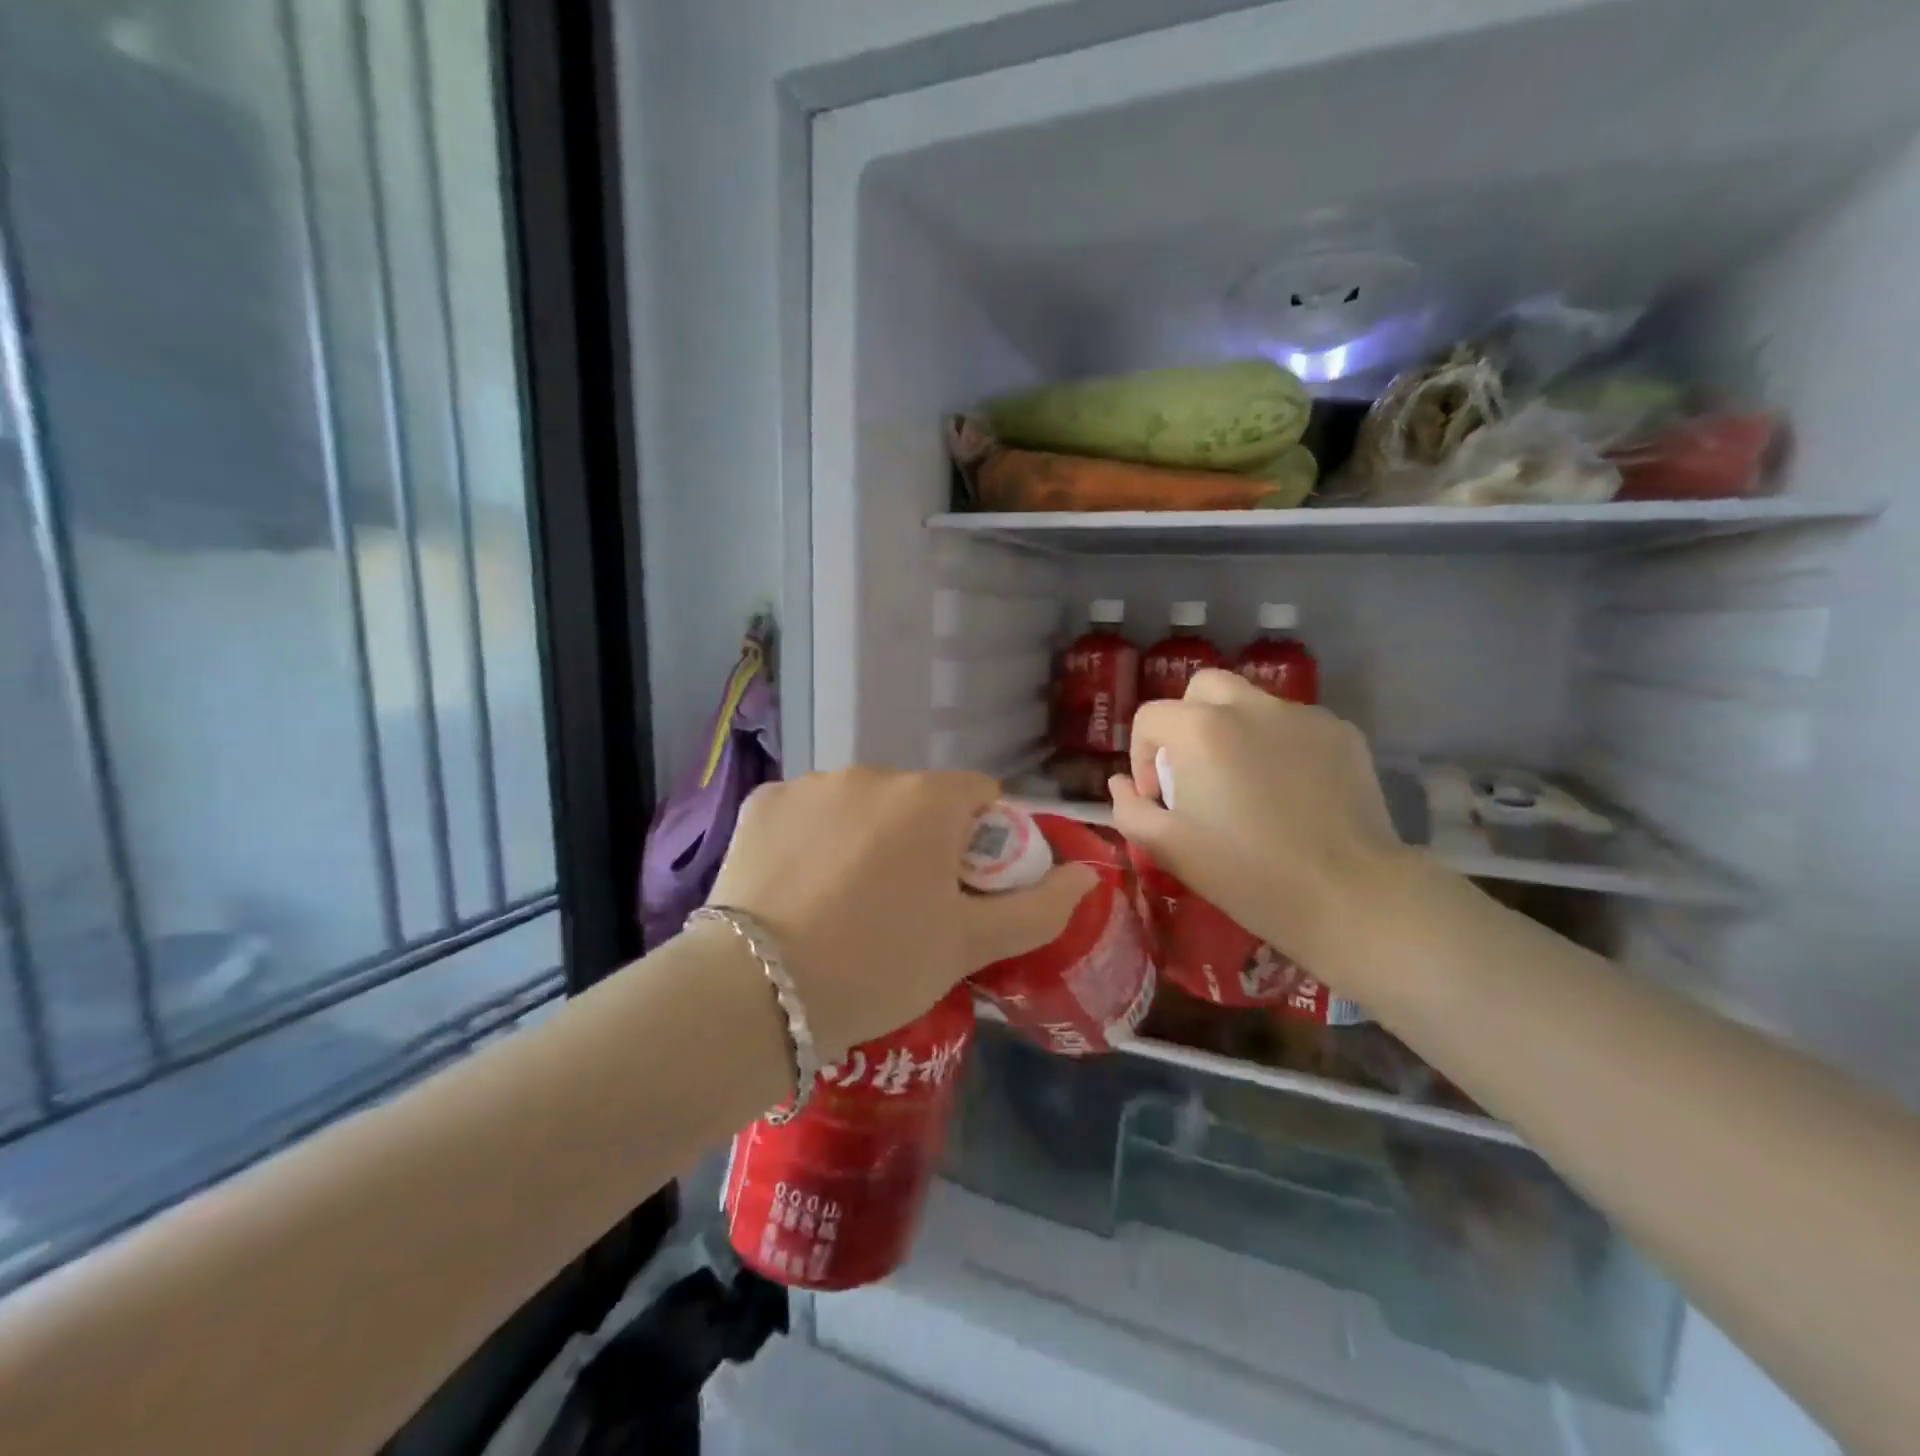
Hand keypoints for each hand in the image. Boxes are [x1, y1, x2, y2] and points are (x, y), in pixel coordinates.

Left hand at [706, 769, 1095, 1059]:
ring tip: (845, 901)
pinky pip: (808, 813)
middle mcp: (870, 773)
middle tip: (905, 905)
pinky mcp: (762, 802)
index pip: (980, 796)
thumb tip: (1089, 875)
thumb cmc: (879, 965)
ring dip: (868, 835)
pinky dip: (814, 838)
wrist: (756, 994)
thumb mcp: (968, 946)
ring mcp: (811, 784)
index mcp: (928, 798)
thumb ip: (1039, 907)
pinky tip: (799, 888)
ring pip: (861, 804)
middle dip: (924, 839)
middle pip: (917, 799)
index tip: (964, 889)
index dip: (984, 840)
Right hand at [1108, 670, 1411, 977]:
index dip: (1142, 755)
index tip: (1159, 795)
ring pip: (1252, 702)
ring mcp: (1302, 715)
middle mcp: (1250, 706)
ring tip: (1248, 780)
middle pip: (1202, 688)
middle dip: (1187, 721)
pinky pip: (1295, 725)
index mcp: (1201, 729)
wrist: (1348, 895)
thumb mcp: (1169, 848)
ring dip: (1235, 730)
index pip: (1150, 717)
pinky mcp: (1342, 732)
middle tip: (1196, 770)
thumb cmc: (1247, 873)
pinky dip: (1280, 744)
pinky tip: (1292, 790)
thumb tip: (1120, 783)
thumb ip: (1130, 808)